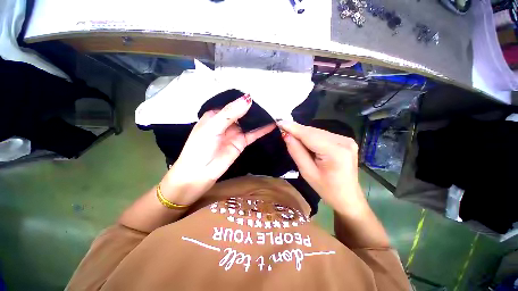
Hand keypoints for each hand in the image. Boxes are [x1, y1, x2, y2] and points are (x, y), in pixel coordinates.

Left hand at [161, 94, 274, 204]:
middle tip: (270, 99)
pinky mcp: (241, 142)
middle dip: (253, 107)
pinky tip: (272, 124)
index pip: (231, 103)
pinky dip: (262, 130)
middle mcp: (226, 122)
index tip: (258, 91)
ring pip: (249, 123)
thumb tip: (248, 99)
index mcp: (216, 115)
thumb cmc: (200, 147)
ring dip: (259, 118)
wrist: (200, 173)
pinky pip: (253, 134)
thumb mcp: (213, 126)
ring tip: (273, 110)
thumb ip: (230, 113)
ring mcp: (235, 132)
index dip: (242, 98)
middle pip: (242, 112)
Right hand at [277, 121, 366, 215]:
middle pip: (314, 132)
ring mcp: (347, 140)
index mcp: (335, 152)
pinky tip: (305, 141)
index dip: (293, 128)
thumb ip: (296, 152)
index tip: (279, 122)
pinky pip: (323, 135)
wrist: (348, 197)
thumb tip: (286, 135)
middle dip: (297, 130)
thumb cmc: (326, 189)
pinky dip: (312, 136)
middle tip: (282, 130)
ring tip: (292, 137)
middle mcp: (344, 141)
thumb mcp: (307, 172)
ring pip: (318, 132)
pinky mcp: (346, 141)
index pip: (309, 135)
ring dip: (303, 134)